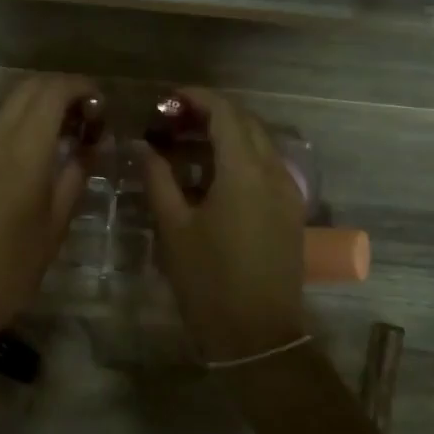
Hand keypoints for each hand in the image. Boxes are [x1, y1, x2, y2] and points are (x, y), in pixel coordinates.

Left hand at [0, 73, 96, 343]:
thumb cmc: (13, 268)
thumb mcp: (56, 224)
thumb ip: (76, 175)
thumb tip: (92, 144)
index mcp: (23, 152)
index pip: (52, 92)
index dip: (80, 87)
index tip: (101, 104)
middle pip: (27, 89)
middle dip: (60, 90)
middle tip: (86, 115)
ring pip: (8, 108)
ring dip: (38, 107)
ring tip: (63, 135)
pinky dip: (17, 127)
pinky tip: (31, 157)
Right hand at [137, 87, 307, 362]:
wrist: (257, 335)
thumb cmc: (208, 281)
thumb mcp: (173, 228)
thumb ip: (157, 178)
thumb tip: (143, 146)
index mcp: (245, 171)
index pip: (225, 113)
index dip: (196, 98)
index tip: (167, 99)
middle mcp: (274, 171)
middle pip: (246, 122)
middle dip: (210, 112)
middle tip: (172, 120)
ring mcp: (288, 191)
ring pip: (259, 142)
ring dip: (226, 133)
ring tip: (187, 142)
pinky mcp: (290, 210)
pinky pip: (266, 165)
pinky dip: (240, 156)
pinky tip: (212, 173)